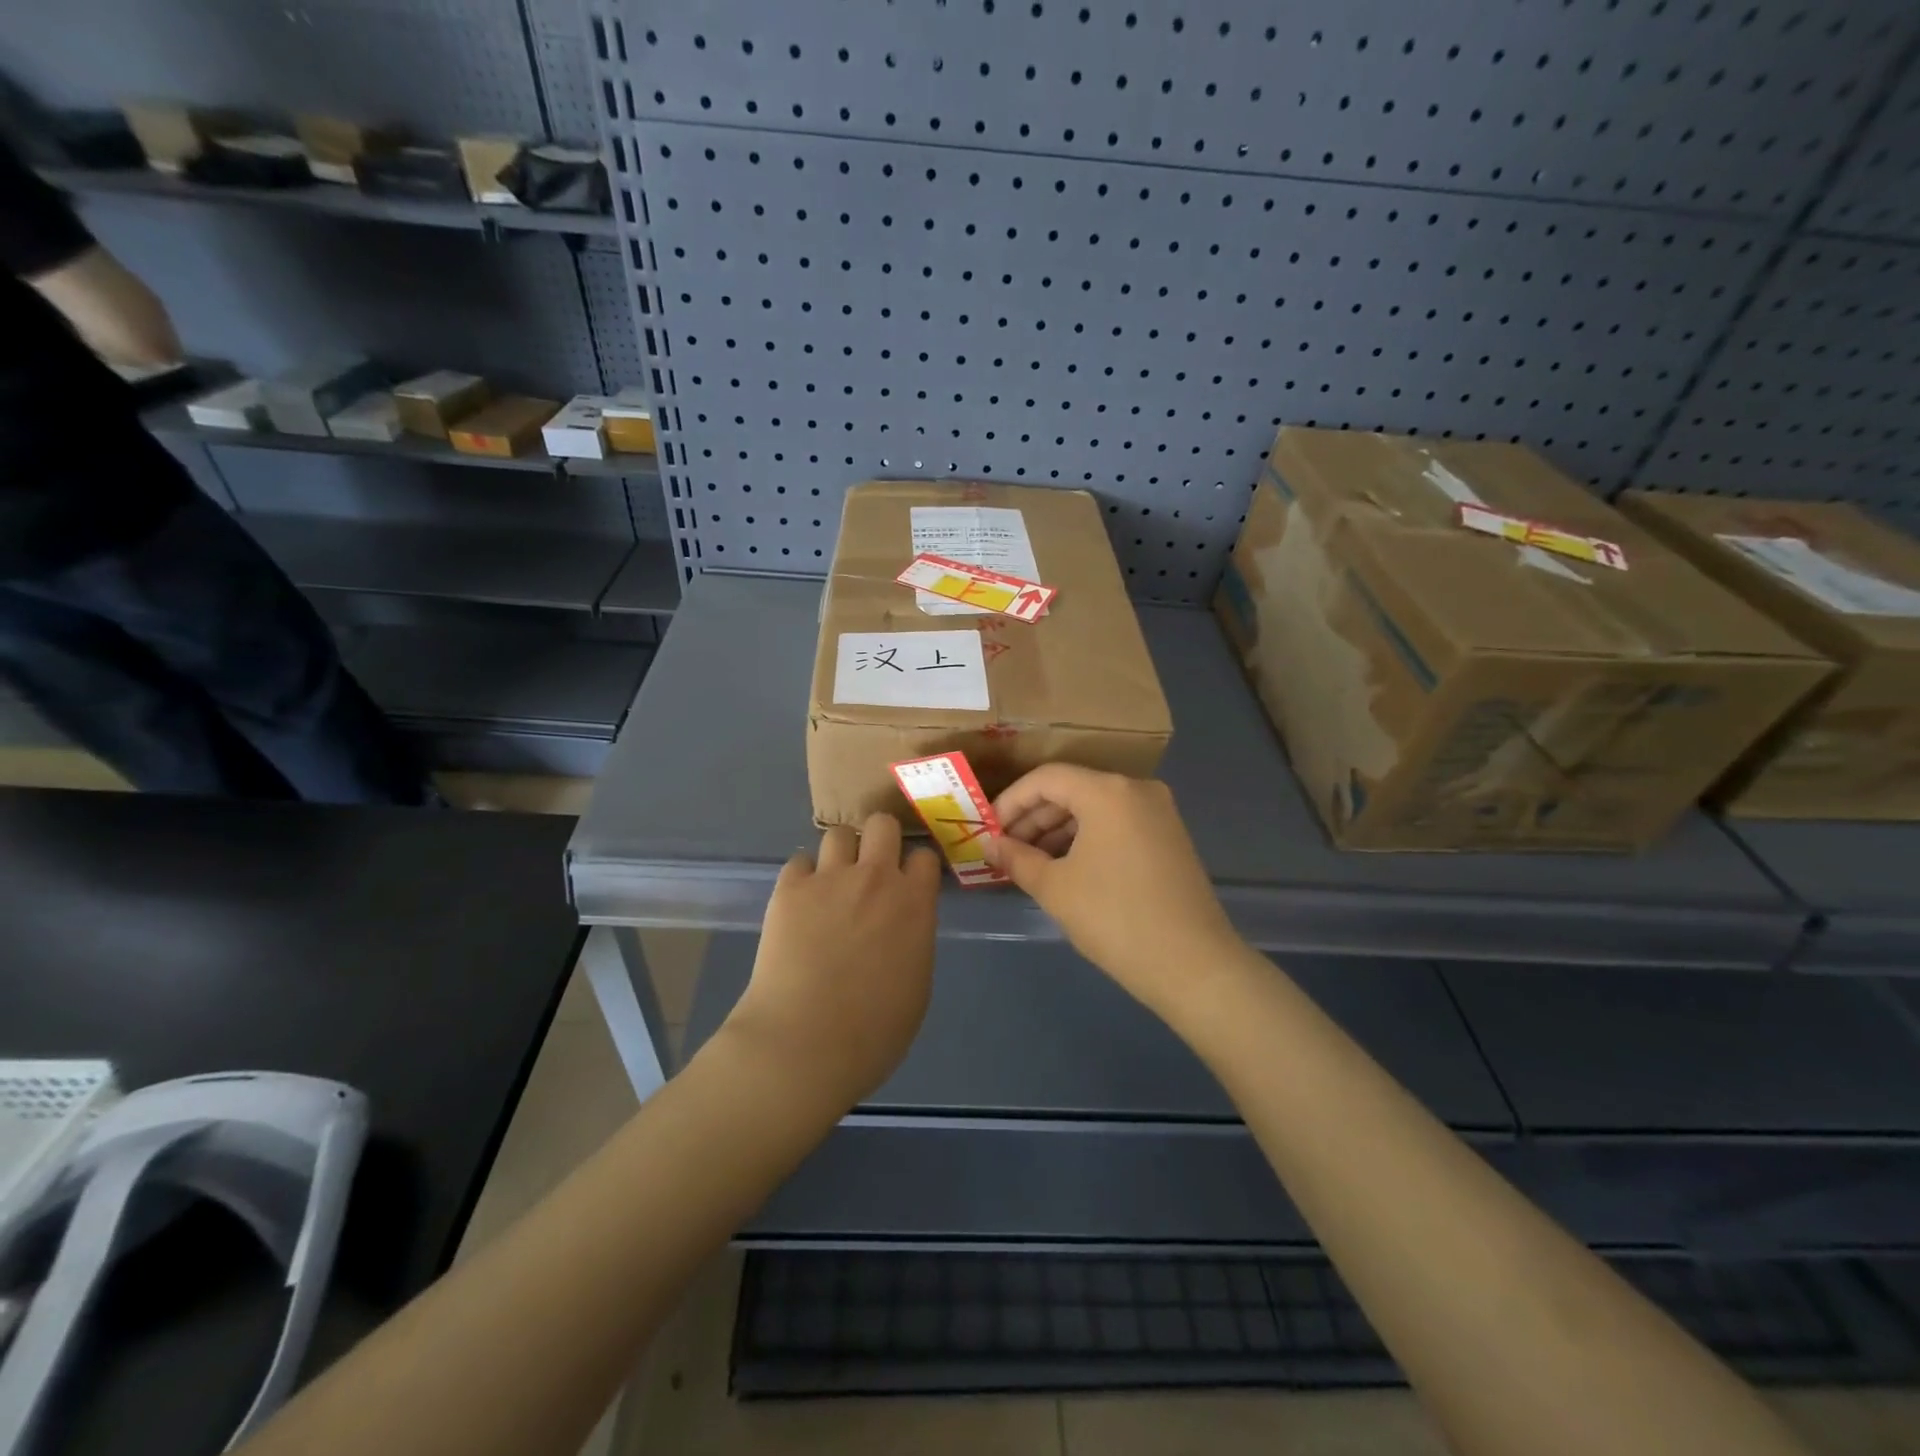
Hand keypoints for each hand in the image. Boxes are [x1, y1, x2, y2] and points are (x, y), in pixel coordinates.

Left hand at [724, 814, 941, 1107]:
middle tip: (871, 868)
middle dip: (879, 840)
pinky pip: (799, 861)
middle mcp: (875, 878)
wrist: (804, 1044)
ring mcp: (829, 879)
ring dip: (840, 854)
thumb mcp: (917, 985)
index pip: (924, 856)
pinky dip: (803, 877)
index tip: (908, 881)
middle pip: (882, 824)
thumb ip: (915, 940)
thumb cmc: (873, 1032)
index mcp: (914, 903)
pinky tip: (801, 903)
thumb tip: (903, 927)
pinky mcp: (789, 889)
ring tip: (832, 883)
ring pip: (838, 834)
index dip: (915, 867)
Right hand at [984, 766, 1244, 1020]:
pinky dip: (1087, 838)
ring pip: (1095, 807)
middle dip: (1033, 818)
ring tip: (1031, 863)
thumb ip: (1017, 858)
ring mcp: (1159, 812)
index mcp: (1108, 791)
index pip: (1046, 778)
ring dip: (1058, 830)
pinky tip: (1066, 867)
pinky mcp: (1170, 836)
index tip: (988, 830)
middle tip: (1006, 850)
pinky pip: (1117, 823)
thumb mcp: (1055, 888)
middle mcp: (1137, 789)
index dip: (1011, 801)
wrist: (1193, 965)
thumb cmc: (1115, 918)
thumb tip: (990, 845)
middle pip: (1072, 789)